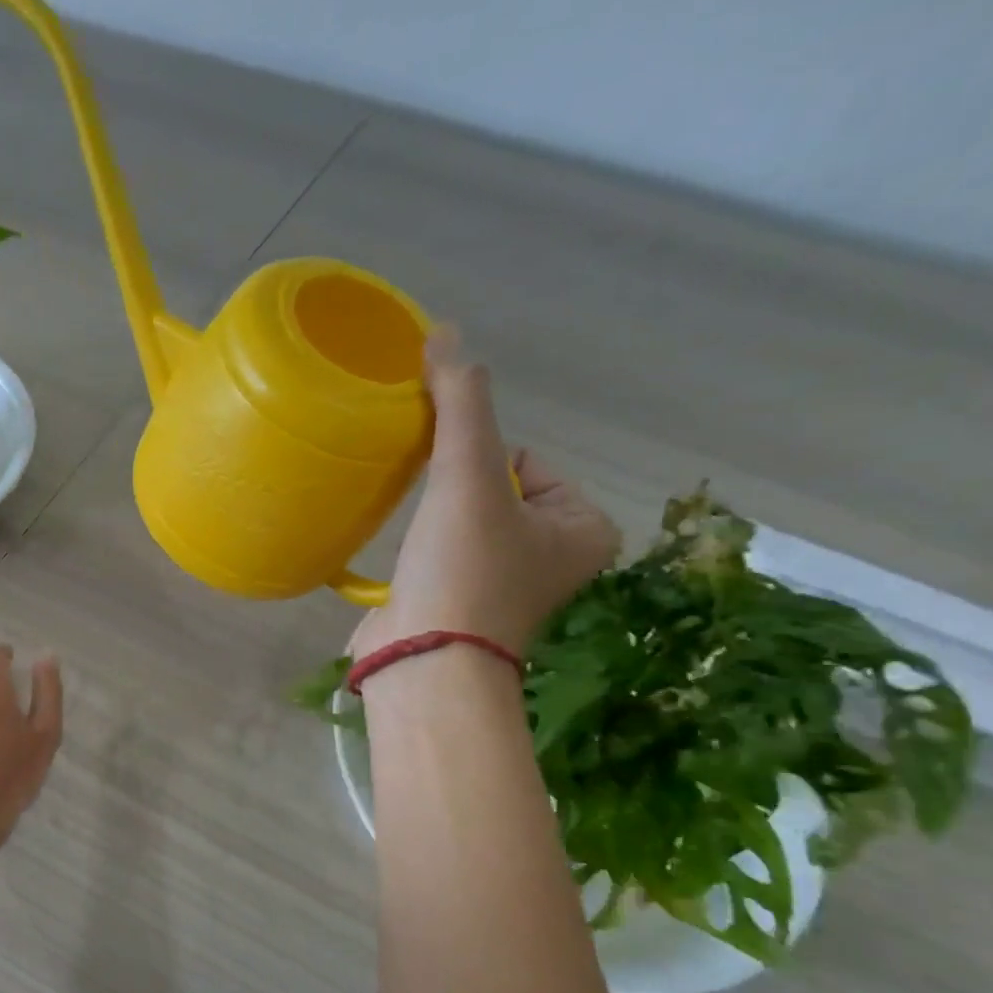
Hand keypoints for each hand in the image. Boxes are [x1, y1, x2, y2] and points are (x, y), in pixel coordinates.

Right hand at [351, 328, 619, 665]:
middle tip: (434, 523)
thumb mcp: (469, 474)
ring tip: (419, 546)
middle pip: (491, 490)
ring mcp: (507, 588)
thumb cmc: (463, 569)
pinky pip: (442, 556)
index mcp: (585, 528)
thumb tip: (444, 332)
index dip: (478, 466)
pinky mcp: (462, 607)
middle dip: (454, 495)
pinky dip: (422, 552)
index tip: (455, 500)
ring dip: (433, 522)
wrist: (423, 660)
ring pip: (462, 523)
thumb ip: (461, 402)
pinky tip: (407, 565)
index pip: (525, 460)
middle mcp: (555, 559)